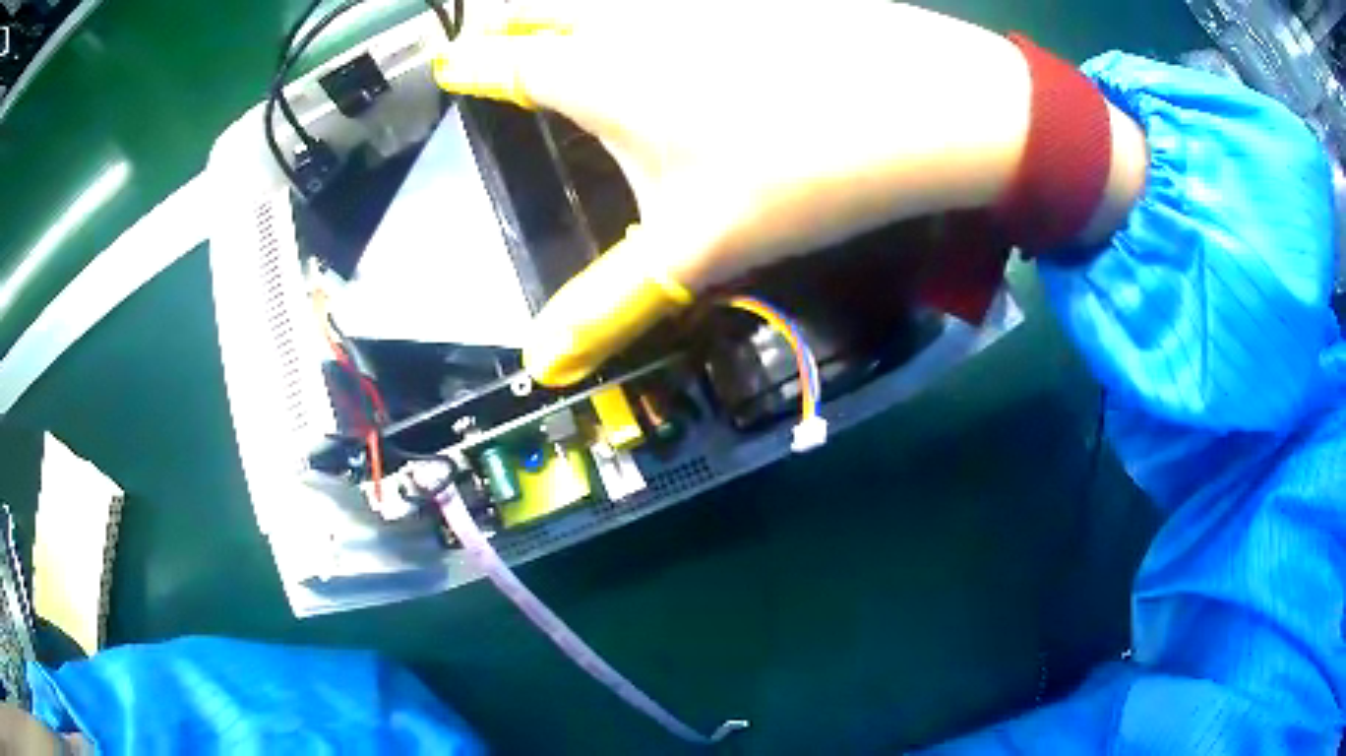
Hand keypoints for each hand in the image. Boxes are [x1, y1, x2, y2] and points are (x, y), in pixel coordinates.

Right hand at [433, 0, 1139, 383]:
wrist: (925, 106)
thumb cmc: (800, 172)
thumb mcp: (697, 247)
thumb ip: (609, 305)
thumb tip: (541, 365)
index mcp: (599, 72)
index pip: (502, 62)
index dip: (468, 67)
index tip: (447, 69)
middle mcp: (631, 17)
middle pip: (536, 3)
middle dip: (501, 20)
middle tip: (490, 43)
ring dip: (563, 9)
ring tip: (555, 35)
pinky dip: (631, 9)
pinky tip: (656, 27)